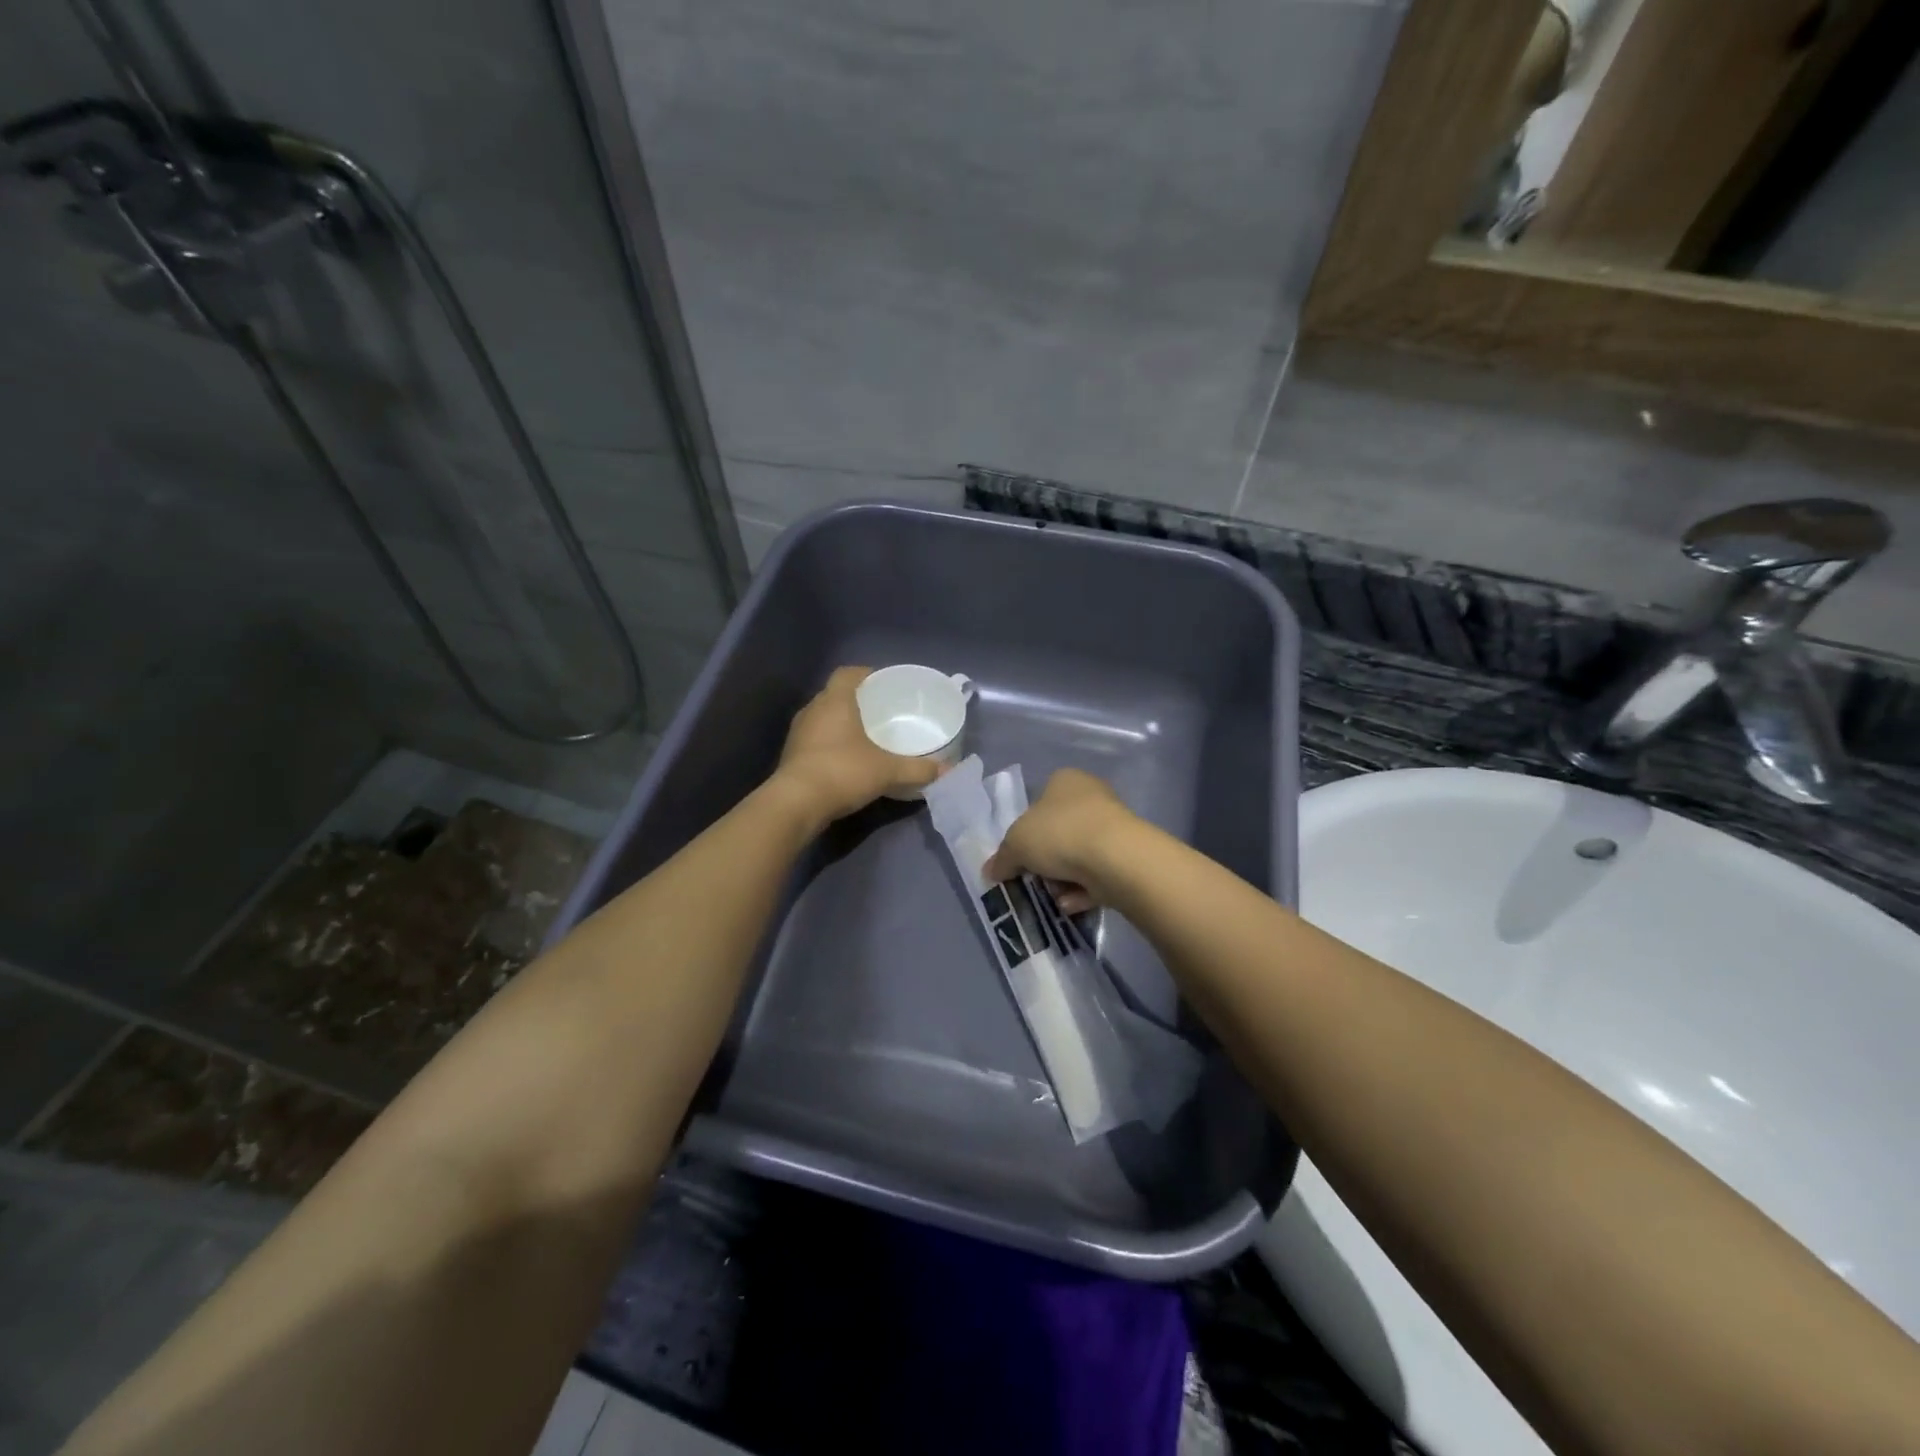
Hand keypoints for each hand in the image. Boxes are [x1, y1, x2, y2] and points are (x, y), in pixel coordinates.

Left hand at [770, 666, 943, 824]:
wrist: (796, 804)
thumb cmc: (843, 772)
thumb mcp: (887, 771)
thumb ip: (918, 769)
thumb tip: (947, 771)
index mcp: (835, 701)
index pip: (848, 673)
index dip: (866, 674)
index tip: (883, 684)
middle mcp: (813, 710)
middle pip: (835, 695)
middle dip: (857, 701)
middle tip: (881, 711)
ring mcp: (798, 733)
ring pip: (824, 718)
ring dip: (841, 724)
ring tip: (866, 736)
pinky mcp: (791, 756)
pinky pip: (816, 740)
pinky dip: (831, 744)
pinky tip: (848, 759)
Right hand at [983, 767, 1138, 911]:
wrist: (1116, 859)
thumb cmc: (1060, 834)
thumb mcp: (1016, 844)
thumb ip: (1002, 858)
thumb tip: (991, 871)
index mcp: (1065, 780)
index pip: (1038, 802)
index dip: (1024, 831)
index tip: (1018, 855)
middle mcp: (1091, 797)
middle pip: (1057, 833)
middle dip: (1044, 861)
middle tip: (1032, 878)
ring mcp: (1113, 827)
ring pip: (1077, 857)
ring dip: (1062, 880)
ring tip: (1054, 895)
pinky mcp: (1128, 856)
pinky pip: (1096, 876)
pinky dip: (1082, 891)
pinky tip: (1072, 903)